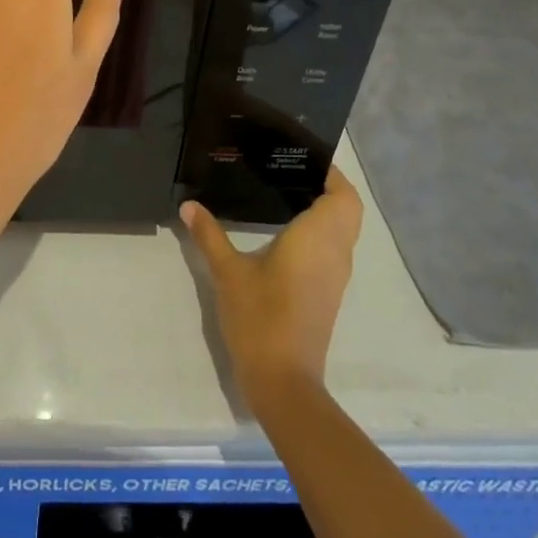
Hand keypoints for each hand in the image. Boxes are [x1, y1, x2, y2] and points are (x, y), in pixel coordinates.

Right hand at [180, 168, 363, 401]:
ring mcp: (335, 276)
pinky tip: (286, 233)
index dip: (331, 173)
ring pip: (344, 231)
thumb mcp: (227, 272)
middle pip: (348, 210)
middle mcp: (335, 253)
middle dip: (329, 188)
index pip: (342, 195)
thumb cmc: (259, 317)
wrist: (283, 379)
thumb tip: (189, 205)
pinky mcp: (328, 293)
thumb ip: (210, 235)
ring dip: (327, 211)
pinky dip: (321, 233)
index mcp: (317, 238)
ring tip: (285, 193)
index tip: (302, 158)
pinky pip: (334, 249)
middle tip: (290, 173)